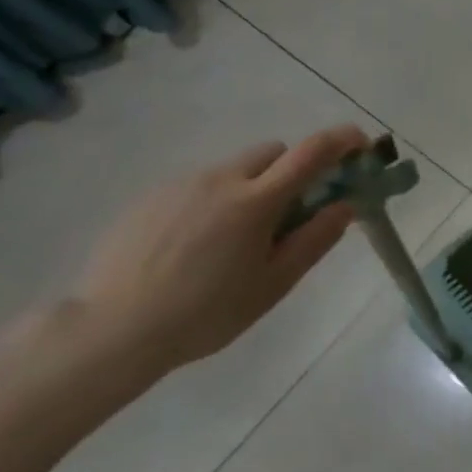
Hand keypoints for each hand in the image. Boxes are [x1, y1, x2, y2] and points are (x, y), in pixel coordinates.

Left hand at [64, 125, 371, 385]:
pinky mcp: (150, 197)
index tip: (360, 145)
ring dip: (253, 187)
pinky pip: (199, 185)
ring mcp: (180, 184)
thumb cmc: (206, 312)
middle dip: (293, 170)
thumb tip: (345, 206)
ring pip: (234, 169)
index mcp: (256, 201)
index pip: (311, 152)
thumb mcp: (274, 283)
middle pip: (272, 153)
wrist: (112, 330)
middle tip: (293, 212)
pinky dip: (215, 201)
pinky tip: (196, 247)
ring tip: (236, 240)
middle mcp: (220, 179)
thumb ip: (315, 239)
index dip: (342, 141)